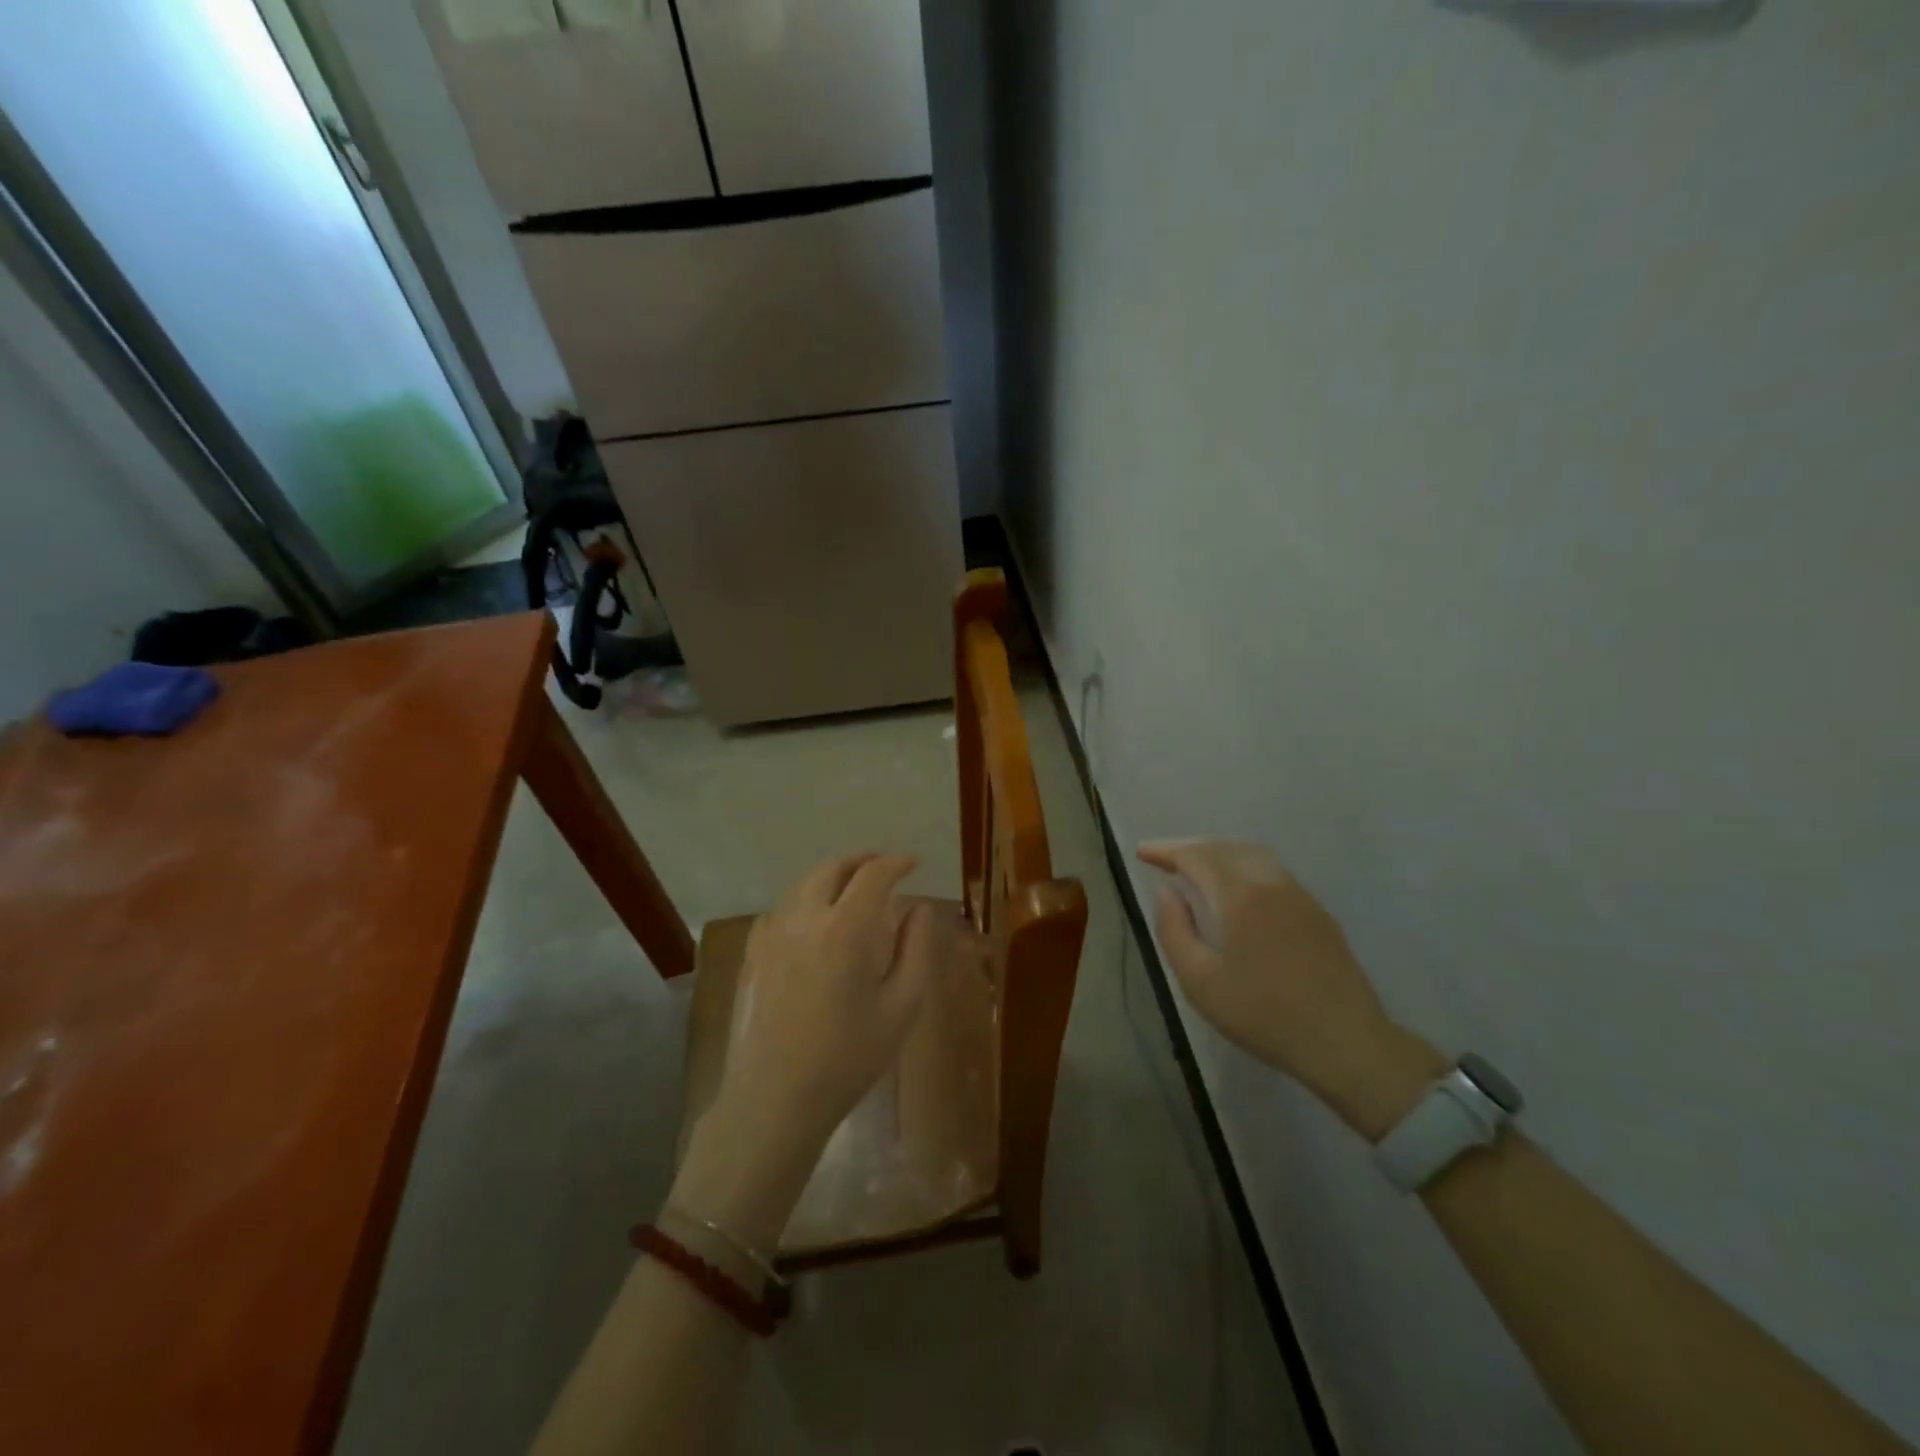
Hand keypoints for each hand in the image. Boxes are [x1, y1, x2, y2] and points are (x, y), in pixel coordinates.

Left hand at [674, 854, 939, 1246]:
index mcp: (846, 928)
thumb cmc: (850, 1056)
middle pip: (833, 868)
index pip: (873, 875)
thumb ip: (917, 949)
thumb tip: (920, 910)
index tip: (913, 864)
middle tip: (884, 869)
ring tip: (854, 889)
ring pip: (804, 884)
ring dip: (833, 876)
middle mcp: (805, 918)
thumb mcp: (902, 1006)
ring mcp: (774, 933)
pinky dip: (806, 899)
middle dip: (862, 861)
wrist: (777, 1097)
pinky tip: (817, 919)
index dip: (896, 863)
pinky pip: (783, 908)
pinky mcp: (755, 953)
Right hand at [1137, 839, 1444, 1138]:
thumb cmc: (1263, 1015)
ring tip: (1196, 869)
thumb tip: (1165, 892)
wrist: (1346, 1042)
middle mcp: (1271, 883)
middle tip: (1162, 859)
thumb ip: (1174, 930)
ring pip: (1252, 855)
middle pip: (1224, 848)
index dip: (1166, 849)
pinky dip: (1243, 867)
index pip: (1196, 856)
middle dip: (1189, 847)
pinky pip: (1272, 872)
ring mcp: (1300, 895)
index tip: (1142, 852)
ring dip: (1218, 854)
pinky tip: (1236, 889)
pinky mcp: (1318, 912)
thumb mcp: (1199, 981)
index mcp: (1240, 896)